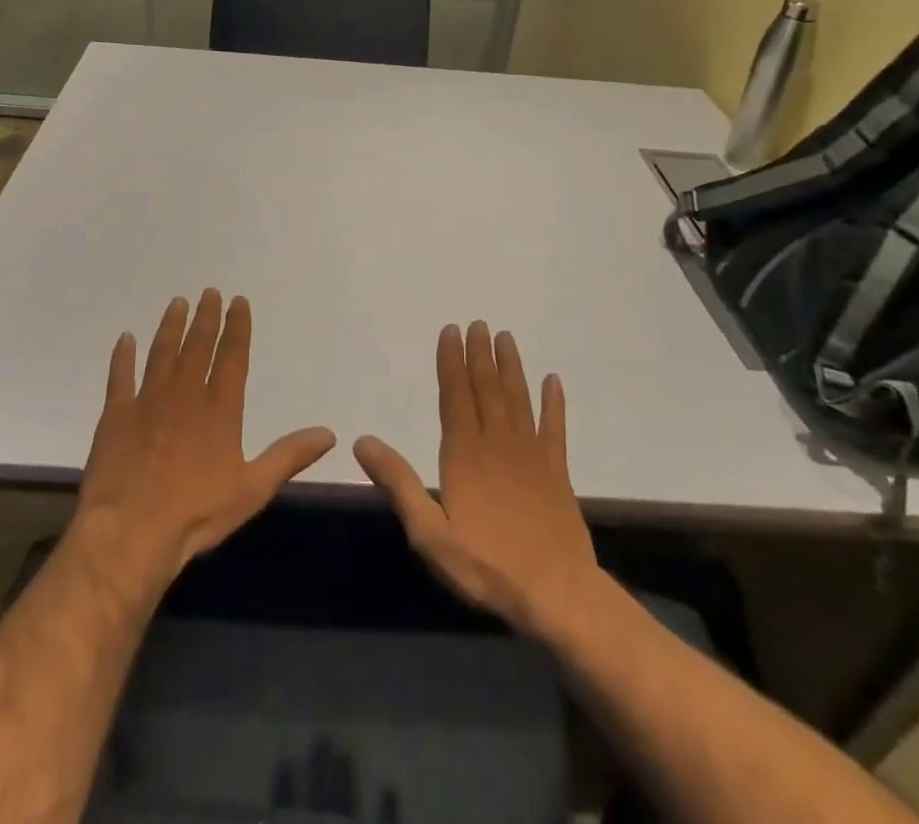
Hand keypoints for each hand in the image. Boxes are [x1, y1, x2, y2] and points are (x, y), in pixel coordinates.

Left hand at [73, 289, 335, 596]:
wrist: (130, 531)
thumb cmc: (196, 512)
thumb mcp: (253, 489)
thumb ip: (289, 456)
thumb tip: (328, 433)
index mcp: (219, 408)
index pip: (232, 355)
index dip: (237, 326)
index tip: (238, 301)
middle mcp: (184, 393)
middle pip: (197, 345)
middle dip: (205, 317)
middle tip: (209, 292)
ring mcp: (147, 400)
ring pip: (161, 352)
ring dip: (171, 326)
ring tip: (177, 303)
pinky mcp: (116, 415)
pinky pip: (120, 376)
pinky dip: (122, 356)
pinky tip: (125, 339)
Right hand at [354, 321, 597, 635]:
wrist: (556, 594)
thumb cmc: (486, 565)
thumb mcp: (429, 533)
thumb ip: (398, 483)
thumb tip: (362, 442)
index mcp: (464, 453)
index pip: (455, 395)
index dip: (451, 361)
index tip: (451, 331)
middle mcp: (497, 442)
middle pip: (487, 388)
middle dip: (480, 354)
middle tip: (479, 323)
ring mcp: (531, 454)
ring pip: (518, 399)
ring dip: (511, 367)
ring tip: (506, 338)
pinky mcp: (557, 471)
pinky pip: (555, 428)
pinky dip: (555, 403)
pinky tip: (554, 381)